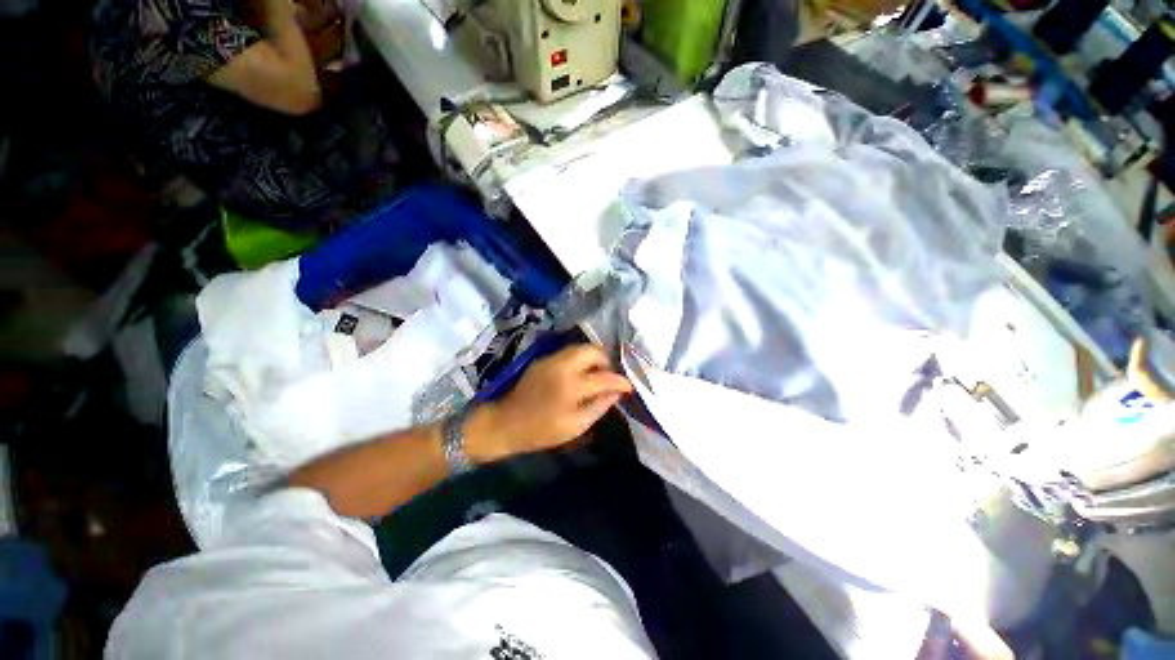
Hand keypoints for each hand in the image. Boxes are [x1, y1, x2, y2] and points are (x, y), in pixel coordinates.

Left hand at [466, 345, 632, 461]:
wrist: (506, 422)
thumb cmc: (541, 431)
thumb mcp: (574, 426)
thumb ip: (598, 407)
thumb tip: (616, 394)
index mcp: (572, 386)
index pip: (605, 377)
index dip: (621, 381)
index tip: (629, 387)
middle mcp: (563, 366)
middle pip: (593, 351)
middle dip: (606, 361)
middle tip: (610, 377)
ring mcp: (551, 359)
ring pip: (581, 348)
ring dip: (593, 358)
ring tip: (597, 374)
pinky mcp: (543, 359)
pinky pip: (568, 352)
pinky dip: (580, 358)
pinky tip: (580, 373)